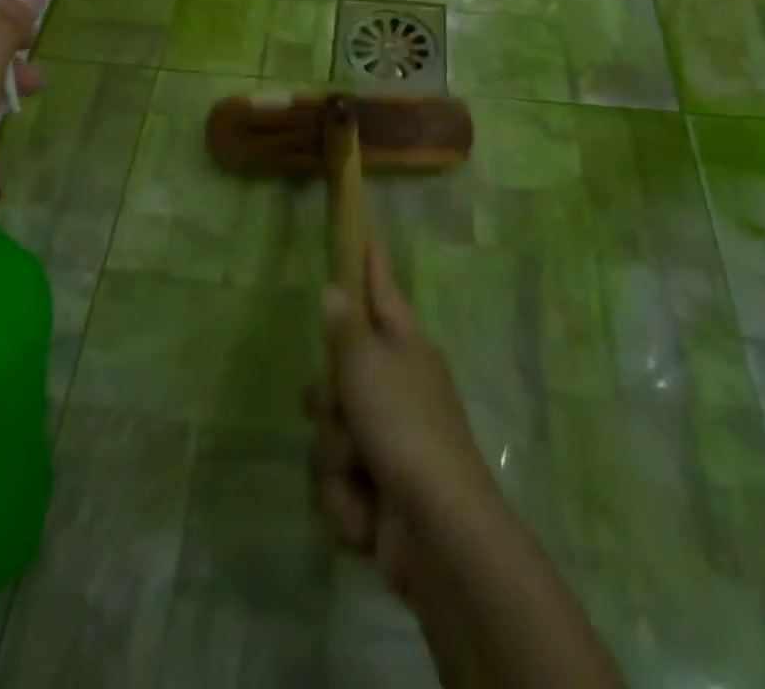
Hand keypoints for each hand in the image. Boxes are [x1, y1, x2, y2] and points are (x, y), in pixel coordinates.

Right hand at [304, 239, 497, 599]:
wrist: (437, 531)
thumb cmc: (404, 426)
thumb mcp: (367, 365)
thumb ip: (345, 328)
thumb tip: (336, 291)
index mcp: (406, 348)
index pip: (382, 291)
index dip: (371, 263)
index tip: (365, 232)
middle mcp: (397, 388)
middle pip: (337, 373)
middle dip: (327, 398)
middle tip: (340, 405)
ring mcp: (388, 442)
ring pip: (329, 432)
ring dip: (336, 456)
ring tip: (360, 470)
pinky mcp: (377, 493)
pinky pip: (336, 483)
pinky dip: (346, 501)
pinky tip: (367, 512)